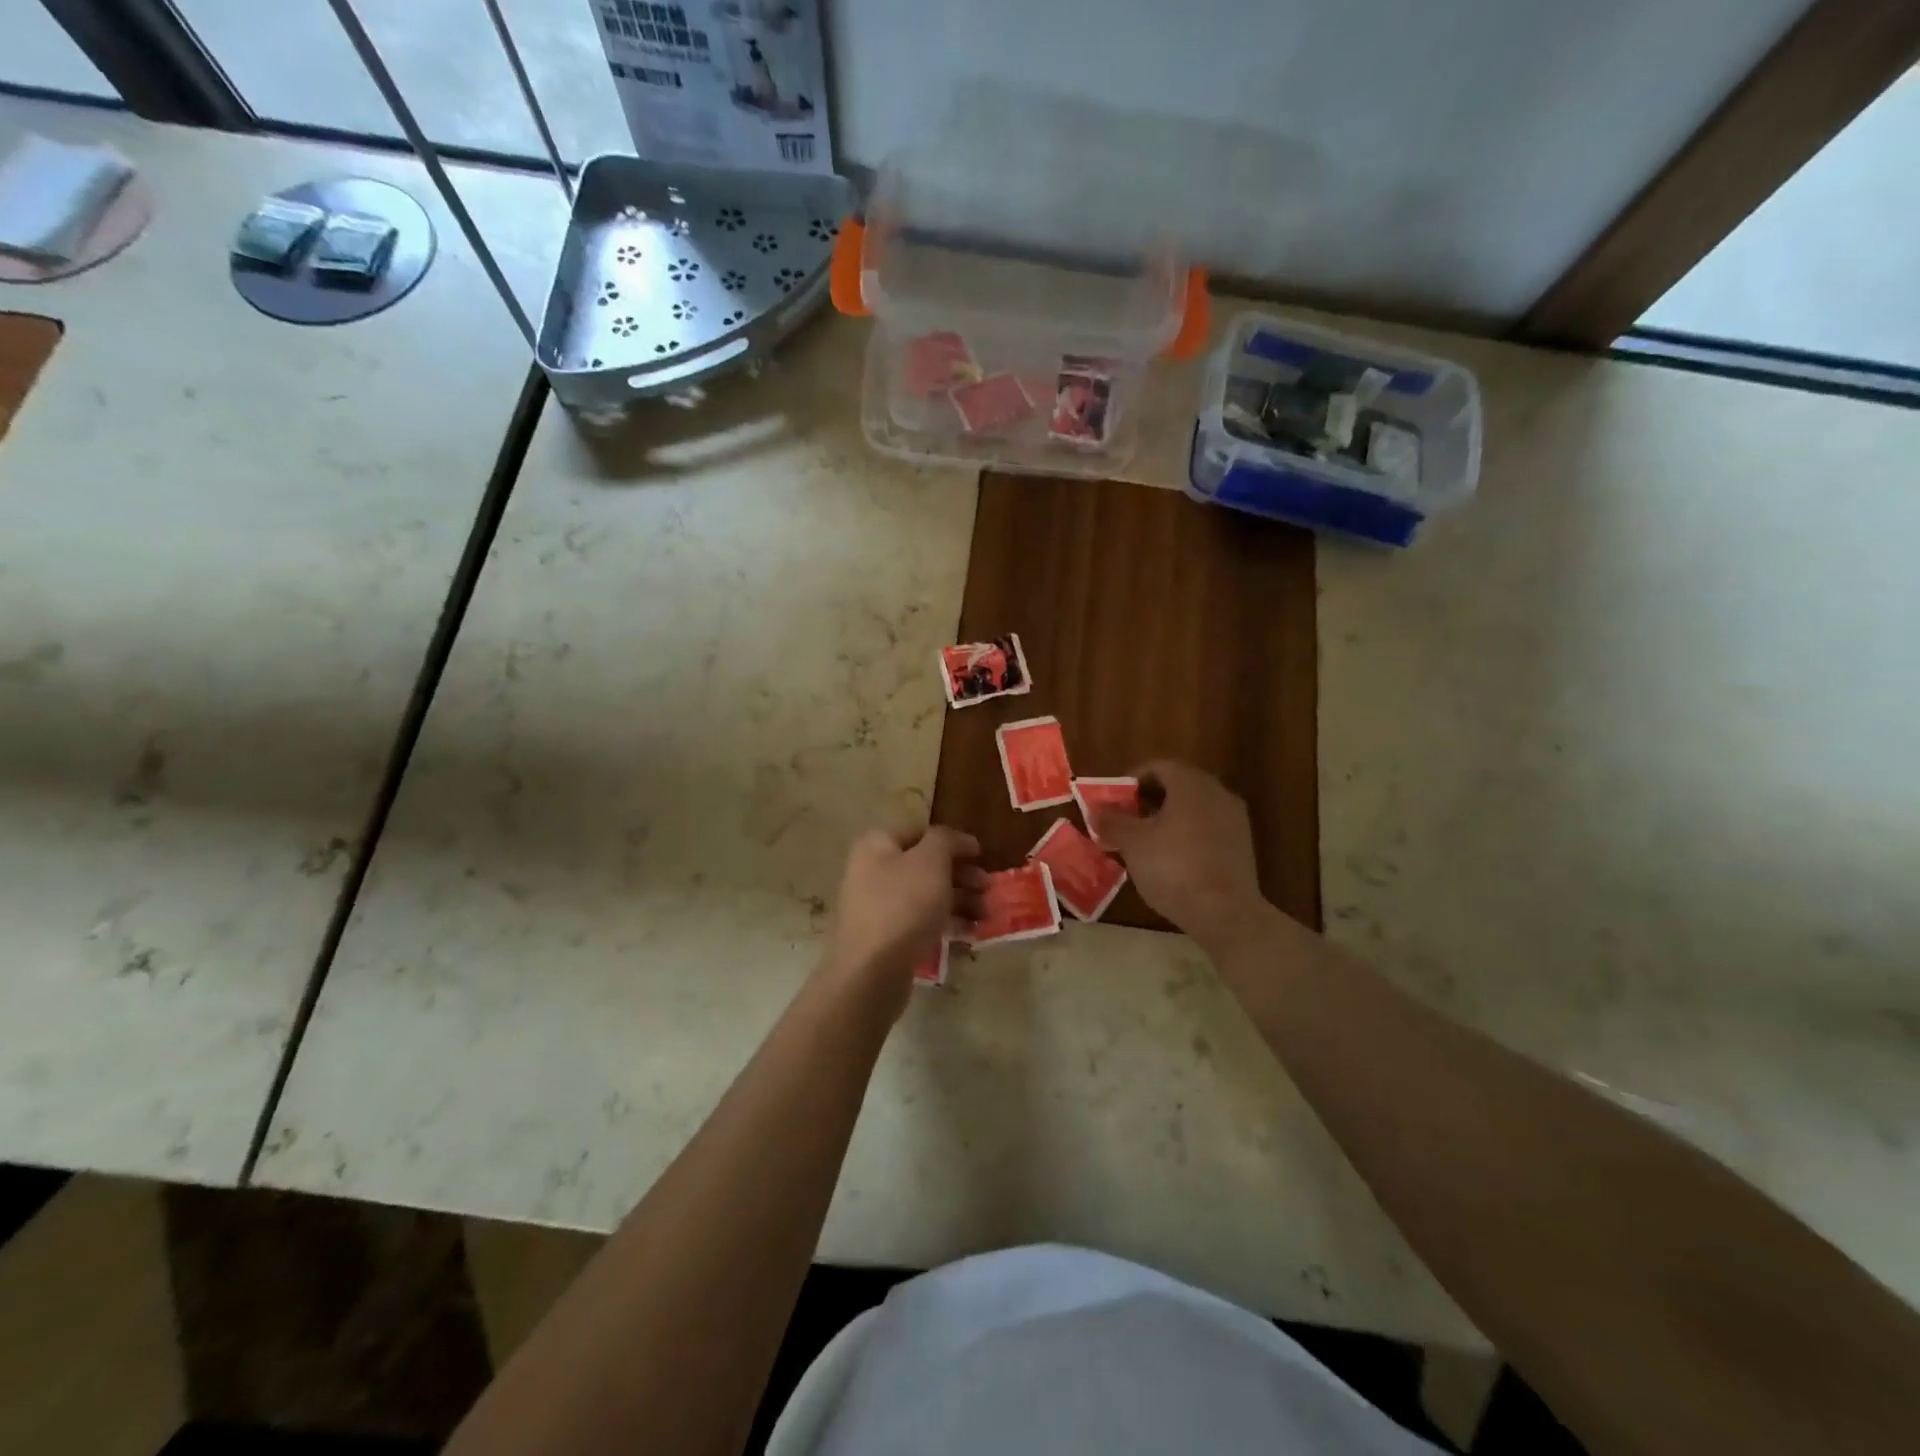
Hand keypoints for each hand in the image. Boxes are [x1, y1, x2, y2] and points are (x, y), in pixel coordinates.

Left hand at [818, 825, 983, 1019]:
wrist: (871, 972)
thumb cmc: (903, 905)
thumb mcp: (930, 861)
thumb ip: (946, 840)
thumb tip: (956, 839)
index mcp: (877, 845)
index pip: (921, 832)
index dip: (953, 840)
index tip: (982, 853)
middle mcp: (873, 871)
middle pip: (926, 865)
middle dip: (962, 875)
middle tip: (989, 887)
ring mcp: (878, 906)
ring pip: (926, 895)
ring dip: (960, 901)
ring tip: (987, 915)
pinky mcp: (886, 937)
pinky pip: (921, 922)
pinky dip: (946, 923)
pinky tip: (971, 933)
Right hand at [1091, 761, 1266, 951]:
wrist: (1225, 912)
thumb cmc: (1173, 867)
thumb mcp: (1132, 843)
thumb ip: (1112, 821)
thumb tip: (1096, 809)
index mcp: (1191, 784)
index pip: (1158, 767)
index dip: (1132, 780)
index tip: (1114, 800)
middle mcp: (1217, 793)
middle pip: (1178, 786)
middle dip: (1149, 799)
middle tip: (1125, 819)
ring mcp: (1234, 819)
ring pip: (1194, 808)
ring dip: (1168, 818)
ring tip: (1144, 841)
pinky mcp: (1242, 845)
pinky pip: (1207, 828)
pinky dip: (1187, 834)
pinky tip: (1171, 858)